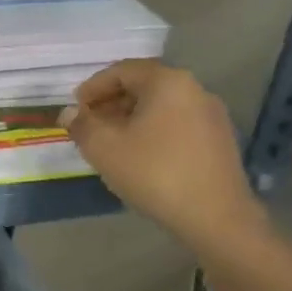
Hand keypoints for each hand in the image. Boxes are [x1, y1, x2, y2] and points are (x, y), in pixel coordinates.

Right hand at [63, 60, 267, 259]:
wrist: (218, 220)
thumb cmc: (155, 173)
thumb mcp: (104, 148)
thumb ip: (82, 125)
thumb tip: (70, 113)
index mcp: (167, 81)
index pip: (122, 70)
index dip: (93, 87)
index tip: (76, 108)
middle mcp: (194, 89)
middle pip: (144, 86)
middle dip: (112, 103)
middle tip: (90, 125)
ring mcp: (212, 116)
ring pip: (162, 107)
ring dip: (132, 118)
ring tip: (112, 143)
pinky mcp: (221, 141)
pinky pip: (178, 124)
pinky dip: (155, 131)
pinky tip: (142, 157)